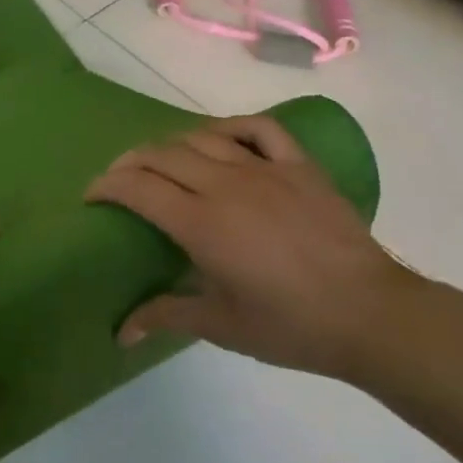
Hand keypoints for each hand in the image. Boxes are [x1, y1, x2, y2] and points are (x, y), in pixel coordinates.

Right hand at [87, 117, 422, 379]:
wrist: (370, 314)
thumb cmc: (290, 325)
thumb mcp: (221, 325)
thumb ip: (165, 316)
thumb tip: (120, 333)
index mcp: (201, 223)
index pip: (137, 188)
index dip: (106, 186)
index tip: (92, 197)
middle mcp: (226, 185)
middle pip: (161, 155)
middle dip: (129, 163)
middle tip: (119, 181)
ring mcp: (265, 169)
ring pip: (203, 137)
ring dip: (172, 146)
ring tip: (163, 163)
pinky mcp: (299, 166)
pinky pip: (259, 129)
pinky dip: (231, 128)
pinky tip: (222, 140)